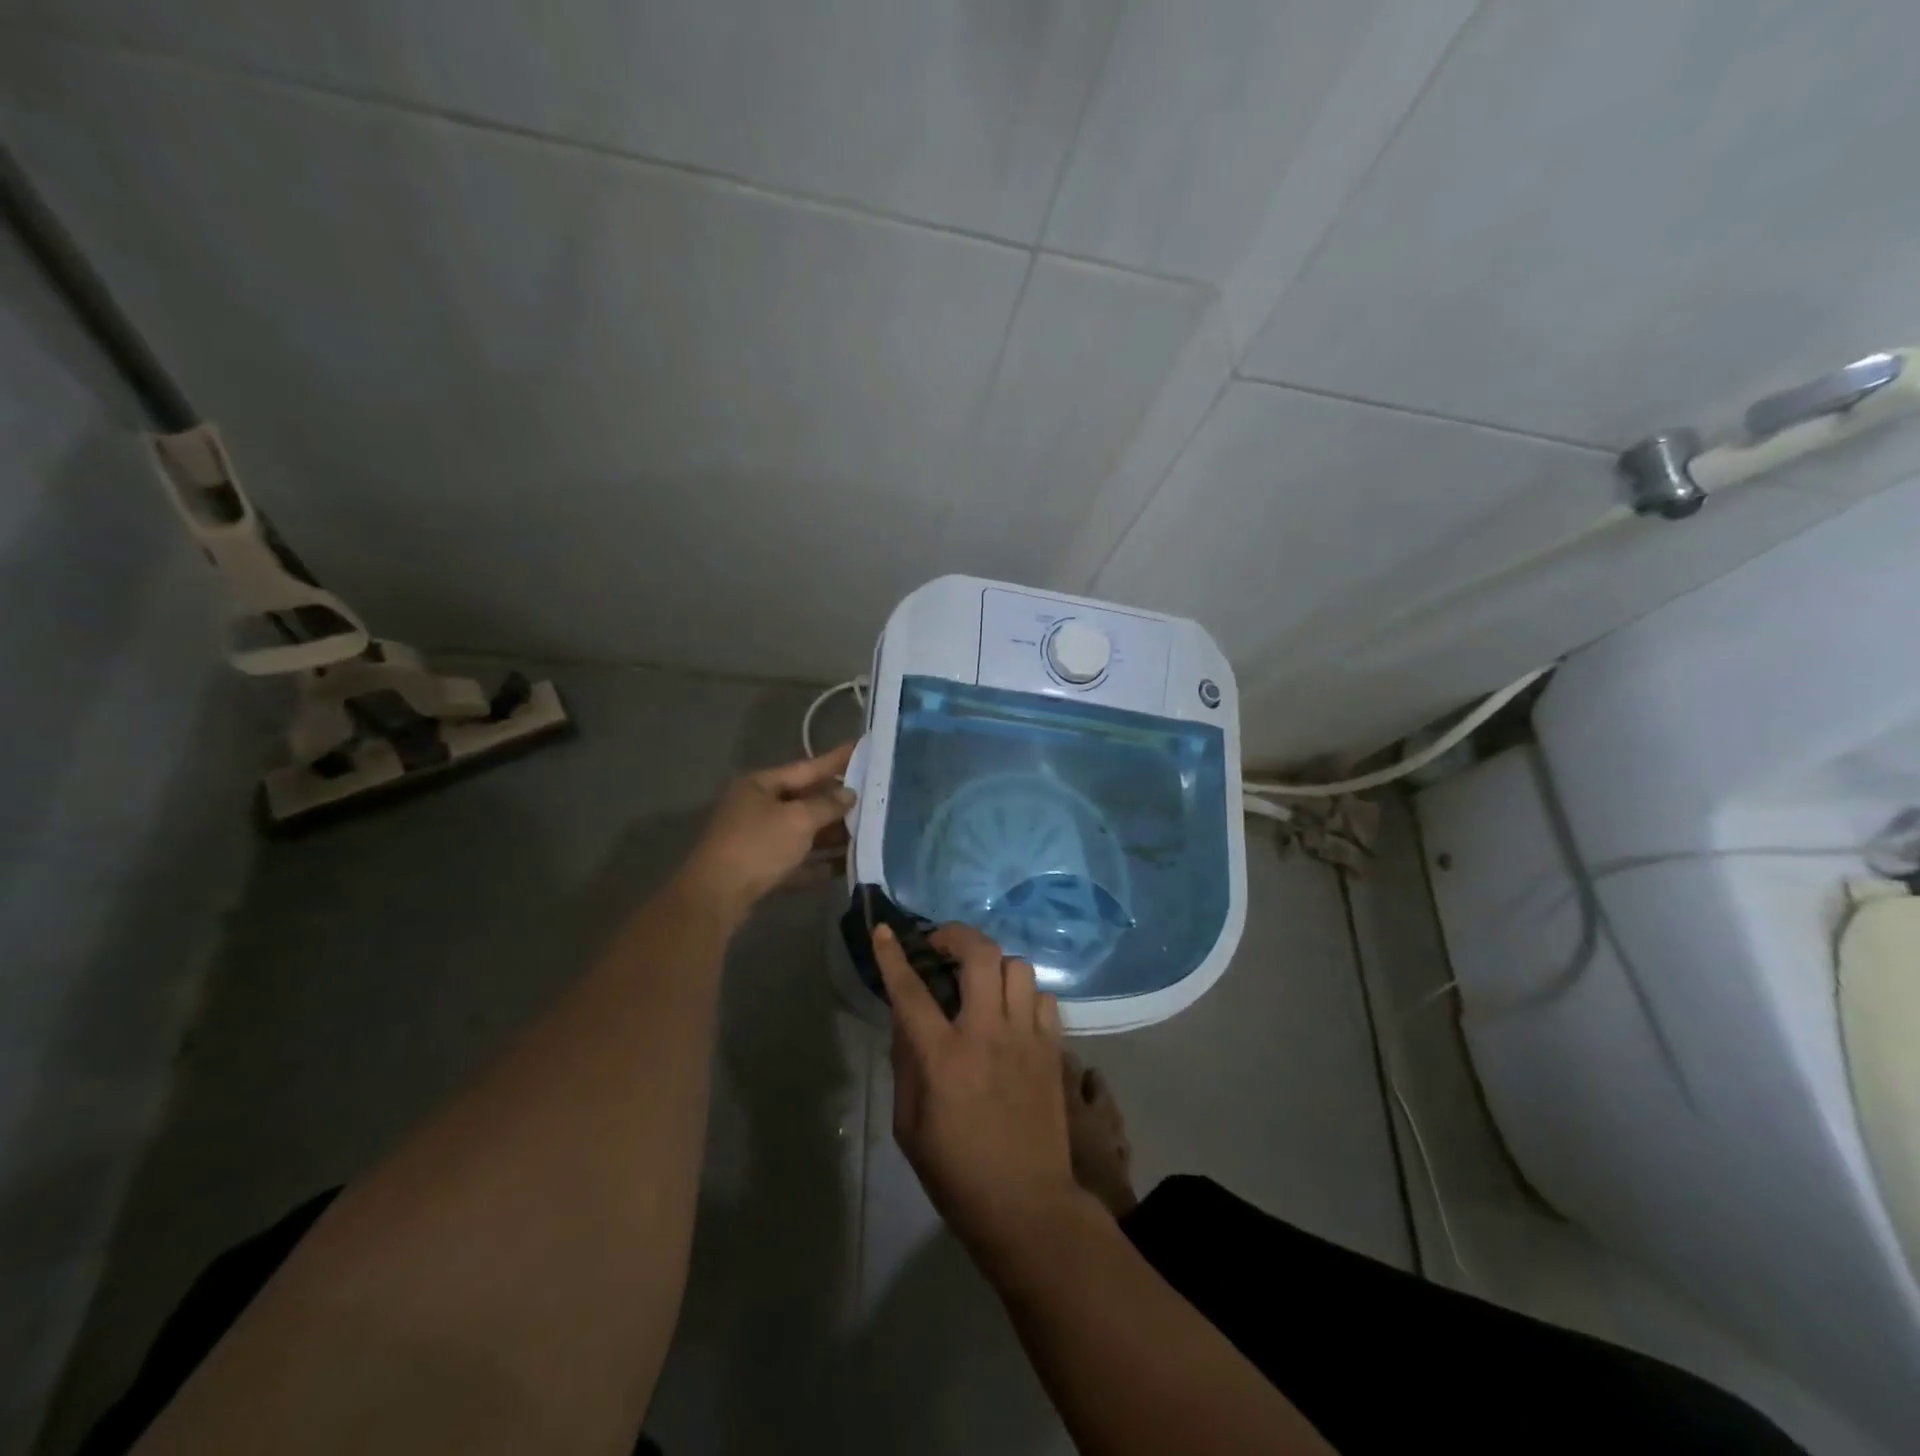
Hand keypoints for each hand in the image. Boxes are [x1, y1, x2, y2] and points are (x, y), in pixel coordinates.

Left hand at [679, 741, 855, 920]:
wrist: (716, 897)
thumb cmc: (758, 846)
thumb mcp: (798, 820)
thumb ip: (827, 805)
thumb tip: (849, 794)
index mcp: (760, 785)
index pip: (806, 767)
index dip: (835, 760)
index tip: (861, 748)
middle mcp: (756, 808)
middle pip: (804, 801)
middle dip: (837, 804)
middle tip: (872, 799)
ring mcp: (756, 840)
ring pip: (801, 833)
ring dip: (831, 835)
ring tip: (866, 835)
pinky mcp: (760, 870)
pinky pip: (796, 861)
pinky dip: (817, 863)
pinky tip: (845, 866)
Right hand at [874, 922, 1085, 1269]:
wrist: (1028, 1207)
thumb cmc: (957, 1174)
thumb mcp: (909, 1126)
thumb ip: (905, 1065)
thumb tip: (906, 1022)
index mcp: (943, 1058)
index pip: (911, 991)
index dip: (893, 955)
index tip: (884, 931)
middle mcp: (987, 1034)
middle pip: (980, 954)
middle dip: (956, 936)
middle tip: (941, 947)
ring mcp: (1027, 1038)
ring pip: (1018, 967)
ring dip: (994, 966)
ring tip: (981, 984)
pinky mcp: (1053, 1050)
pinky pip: (1043, 997)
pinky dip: (1025, 996)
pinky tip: (1013, 1015)